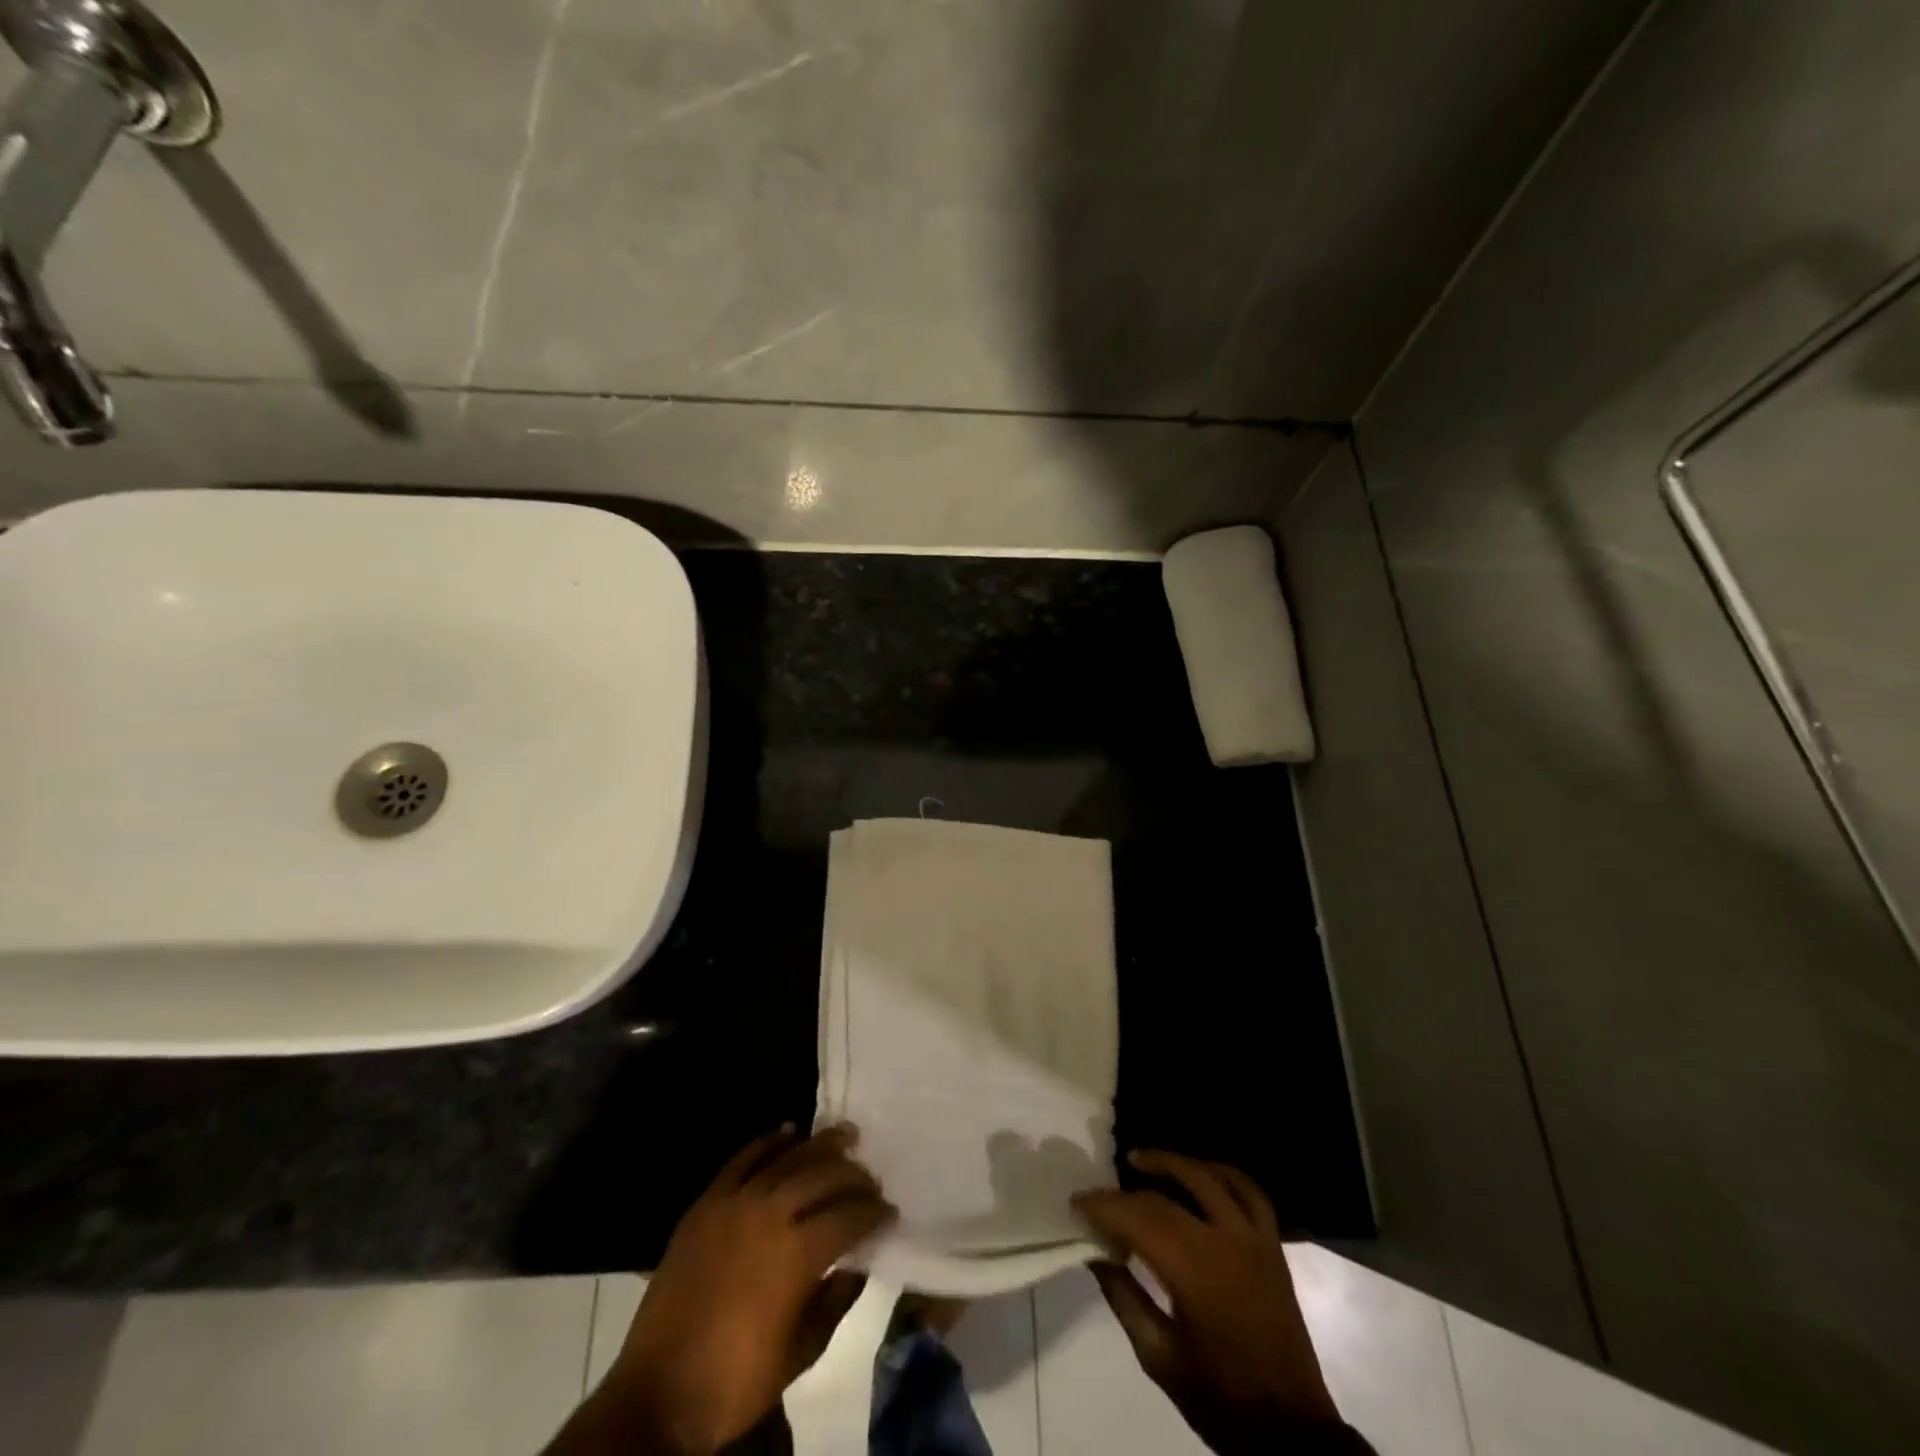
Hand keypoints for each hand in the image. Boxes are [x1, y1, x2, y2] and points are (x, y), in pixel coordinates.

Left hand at [597, 1124, 893, 1454]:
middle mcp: (771, 1214)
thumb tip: (860, 1264)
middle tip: (870, 1178)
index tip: (889, 1211)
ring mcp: (735, 1202)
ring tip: (844, 1135)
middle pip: (824, 1174)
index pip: (849, 1215)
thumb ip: (836, 1302)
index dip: (874, 1211)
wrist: (658, 1395)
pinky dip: (769, 1141)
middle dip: (854, 1173)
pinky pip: (743, 1158)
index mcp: (798, 1254)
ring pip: (788, 1157)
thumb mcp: (800, 1353)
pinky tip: (788, 1131)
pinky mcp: (707, 1202)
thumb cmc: (735, 1383)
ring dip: (820, 1144)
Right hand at [1074, 1150, 1352, 1455]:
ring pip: (1211, 1177)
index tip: (1077, 1203)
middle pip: (1168, 1196)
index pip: (1141, 1218)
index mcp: (1197, 1273)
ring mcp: (1255, 1240)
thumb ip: (1124, 1297)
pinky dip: (1221, 1173)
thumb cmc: (1220, 1398)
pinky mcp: (1273, 1246)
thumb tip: (1094, 1251)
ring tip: (1141, 1160)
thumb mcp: (1159, 1358)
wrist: (1292, 1433)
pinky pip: (1249, 1191)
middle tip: (1101, 1190)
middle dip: (1128, 1190)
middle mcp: (1227, 1242)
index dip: (1105, 1206)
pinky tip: (1199, 1174)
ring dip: (1173, 1163)